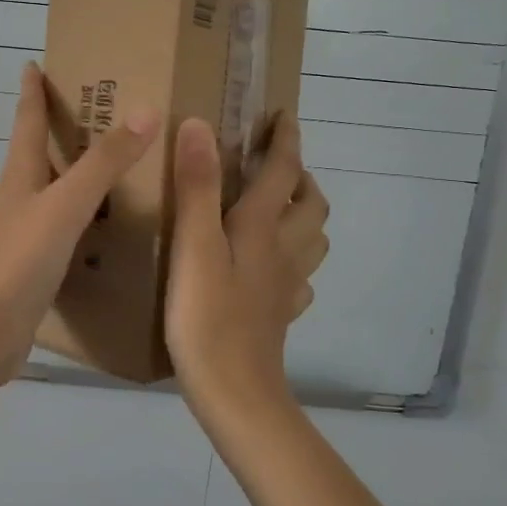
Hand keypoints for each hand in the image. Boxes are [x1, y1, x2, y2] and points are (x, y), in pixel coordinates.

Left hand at [0, 62, 160, 390]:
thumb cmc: (21, 258)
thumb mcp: (66, 203)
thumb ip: (104, 161)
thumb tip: (145, 111)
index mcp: (21, 171)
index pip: (26, 118)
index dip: (32, 89)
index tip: (36, 62)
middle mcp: (22, 193)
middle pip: (40, 148)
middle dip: (63, 123)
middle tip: (103, 105)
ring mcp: (28, 228)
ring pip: (56, 185)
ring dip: (78, 167)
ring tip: (119, 157)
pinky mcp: (38, 258)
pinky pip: (68, 221)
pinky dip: (88, 209)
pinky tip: (114, 218)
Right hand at [165, 112, 329, 405]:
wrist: (233, 391)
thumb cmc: (207, 316)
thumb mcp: (194, 245)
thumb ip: (197, 185)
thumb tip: (199, 124)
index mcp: (263, 227)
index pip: (283, 170)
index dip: (285, 138)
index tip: (282, 113)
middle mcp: (283, 251)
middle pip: (312, 205)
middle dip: (300, 177)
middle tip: (274, 166)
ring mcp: (285, 286)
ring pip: (312, 240)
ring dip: (302, 215)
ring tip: (274, 208)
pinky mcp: (278, 314)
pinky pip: (298, 278)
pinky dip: (291, 260)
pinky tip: (268, 268)